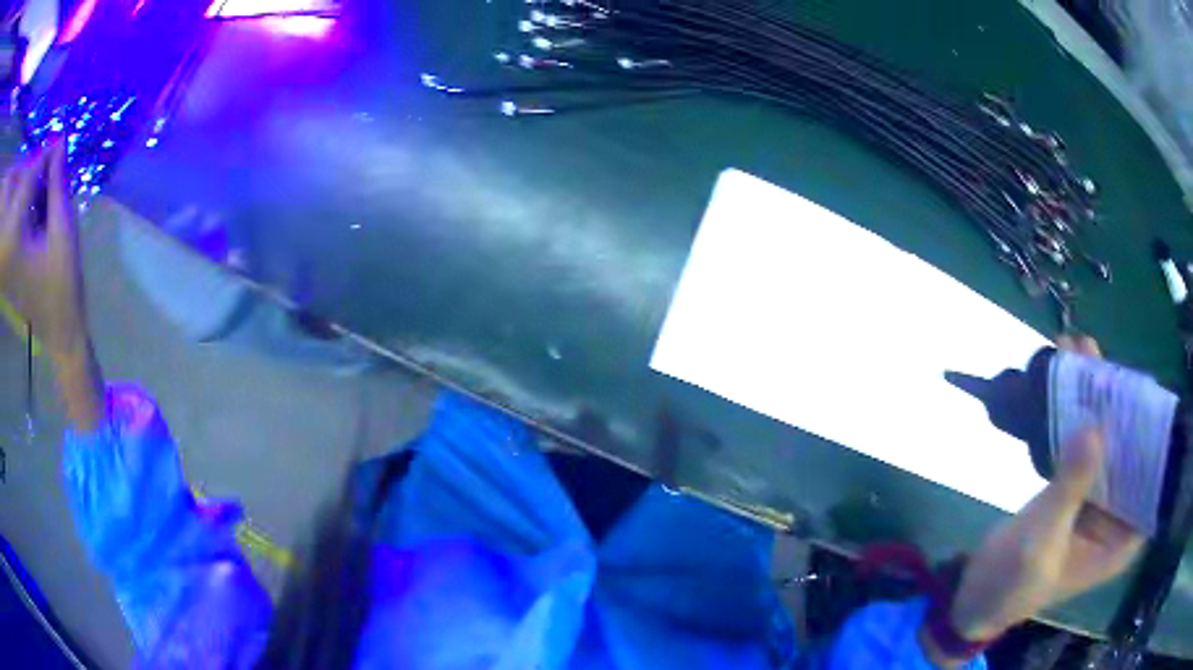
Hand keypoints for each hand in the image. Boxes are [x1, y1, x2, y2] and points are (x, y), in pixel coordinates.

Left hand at [0, 142, 87, 359]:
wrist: (59, 330)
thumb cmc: (62, 282)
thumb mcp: (63, 228)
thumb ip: (57, 183)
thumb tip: (60, 141)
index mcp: (15, 235)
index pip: (29, 176)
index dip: (46, 153)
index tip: (61, 138)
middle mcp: (9, 242)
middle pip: (24, 188)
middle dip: (41, 172)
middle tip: (58, 165)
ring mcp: (8, 253)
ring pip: (21, 202)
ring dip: (36, 189)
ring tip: (52, 192)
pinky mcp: (11, 258)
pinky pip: (20, 220)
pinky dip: (31, 208)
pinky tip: (42, 213)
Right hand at [928, 335, 1142, 663]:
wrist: (977, 594)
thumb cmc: (1013, 583)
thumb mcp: (1041, 541)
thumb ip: (1070, 488)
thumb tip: (1093, 425)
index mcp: (1119, 541)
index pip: (1152, 485)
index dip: (1154, 440)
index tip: (1146, 395)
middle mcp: (1117, 518)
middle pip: (1132, 453)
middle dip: (1122, 407)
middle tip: (1108, 364)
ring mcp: (1099, 502)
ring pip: (1109, 442)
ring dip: (1097, 400)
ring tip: (1081, 351)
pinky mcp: (1079, 490)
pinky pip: (1087, 445)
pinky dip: (1078, 414)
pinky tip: (1068, 379)